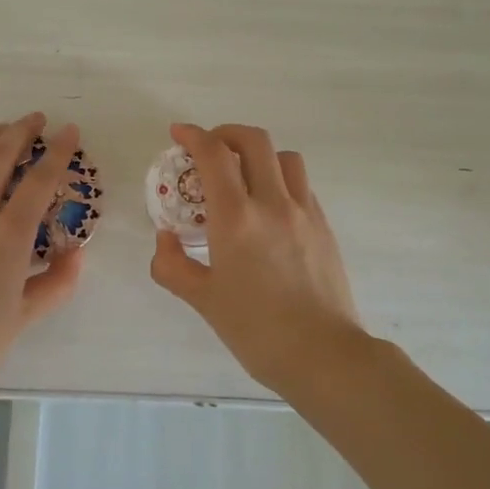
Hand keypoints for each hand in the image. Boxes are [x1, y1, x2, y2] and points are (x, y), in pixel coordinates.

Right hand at [149, 122, 367, 393]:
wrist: (324, 355)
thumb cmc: (256, 330)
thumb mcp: (203, 300)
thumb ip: (173, 265)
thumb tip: (165, 240)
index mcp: (237, 218)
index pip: (214, 154)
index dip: (193, 135)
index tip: (178, 133)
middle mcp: (273, 203)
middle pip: (254, 141)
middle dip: (226, 133)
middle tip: (209, 149)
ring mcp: (304, 212)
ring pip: (285, 158)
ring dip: (259, 155)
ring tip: (244, 177)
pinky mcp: (324, 226)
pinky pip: (301, 185)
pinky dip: (281, 180)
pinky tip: (269, 208)